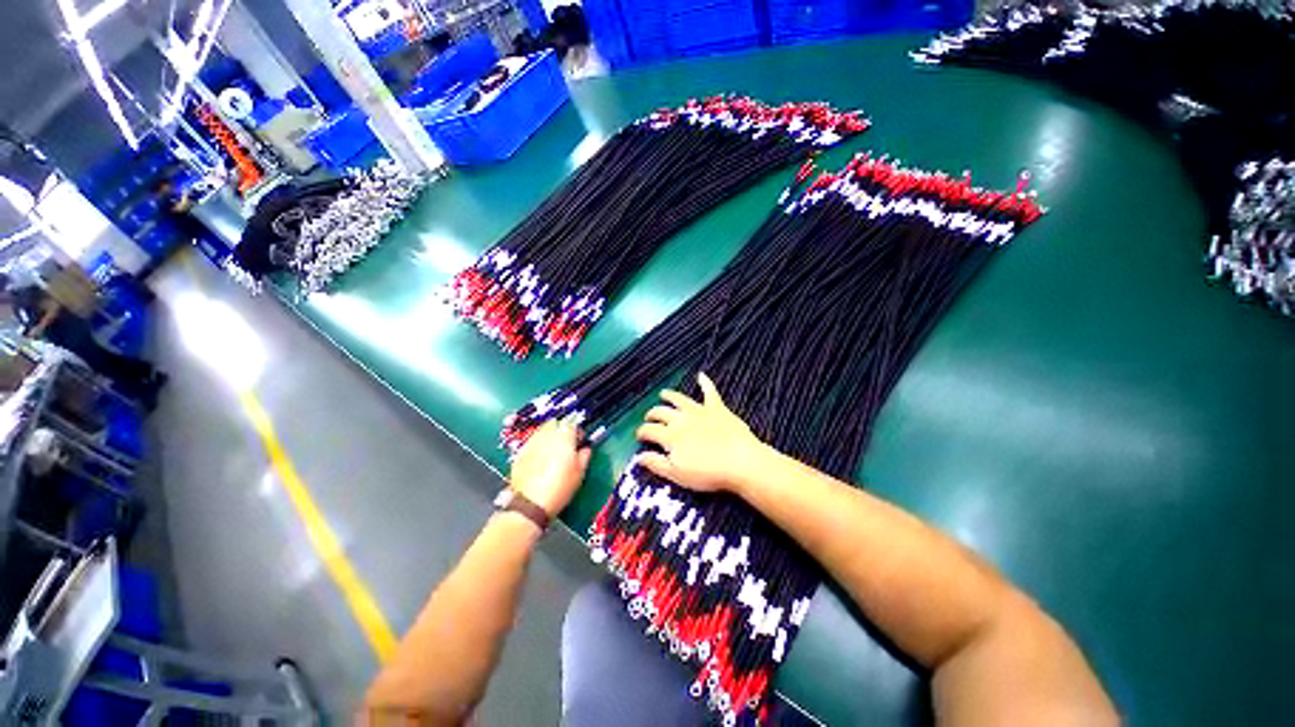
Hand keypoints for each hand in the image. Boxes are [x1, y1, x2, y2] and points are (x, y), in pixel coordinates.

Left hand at [509, 418, 590, 516]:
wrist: (530, 504)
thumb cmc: (560, 487)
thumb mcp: (579, 473)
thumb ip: (584, 456)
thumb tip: (585, 449)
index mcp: (563, 437)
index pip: (572, 424)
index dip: (577, 432)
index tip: (579, 441)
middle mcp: (546, 435)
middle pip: (554, 423)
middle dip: (561, 429)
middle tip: (566, 444)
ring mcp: (531, 443)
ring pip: (541, 431)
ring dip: (548, 436)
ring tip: (553, 450)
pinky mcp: (520, 453)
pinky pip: (531, 442)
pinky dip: (537, 446)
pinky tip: (540, 459)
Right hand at [635, 372, 766, 492]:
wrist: (740, 461)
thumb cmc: (707, 473)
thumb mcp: (677, 474)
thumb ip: (656, 464)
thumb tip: (638, 457)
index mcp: (670, 435)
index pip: (649, 430)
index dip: (641, 432)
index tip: (639, 437)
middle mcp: (681, 419)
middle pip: (661, 412)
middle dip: (652, 414)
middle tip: (649, 418)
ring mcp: (699, 411)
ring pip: (680, 399)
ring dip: (670, 396)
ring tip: (663, 393)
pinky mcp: (717, 408)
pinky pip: (710, 392)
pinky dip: (705, 383)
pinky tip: (701, 375)